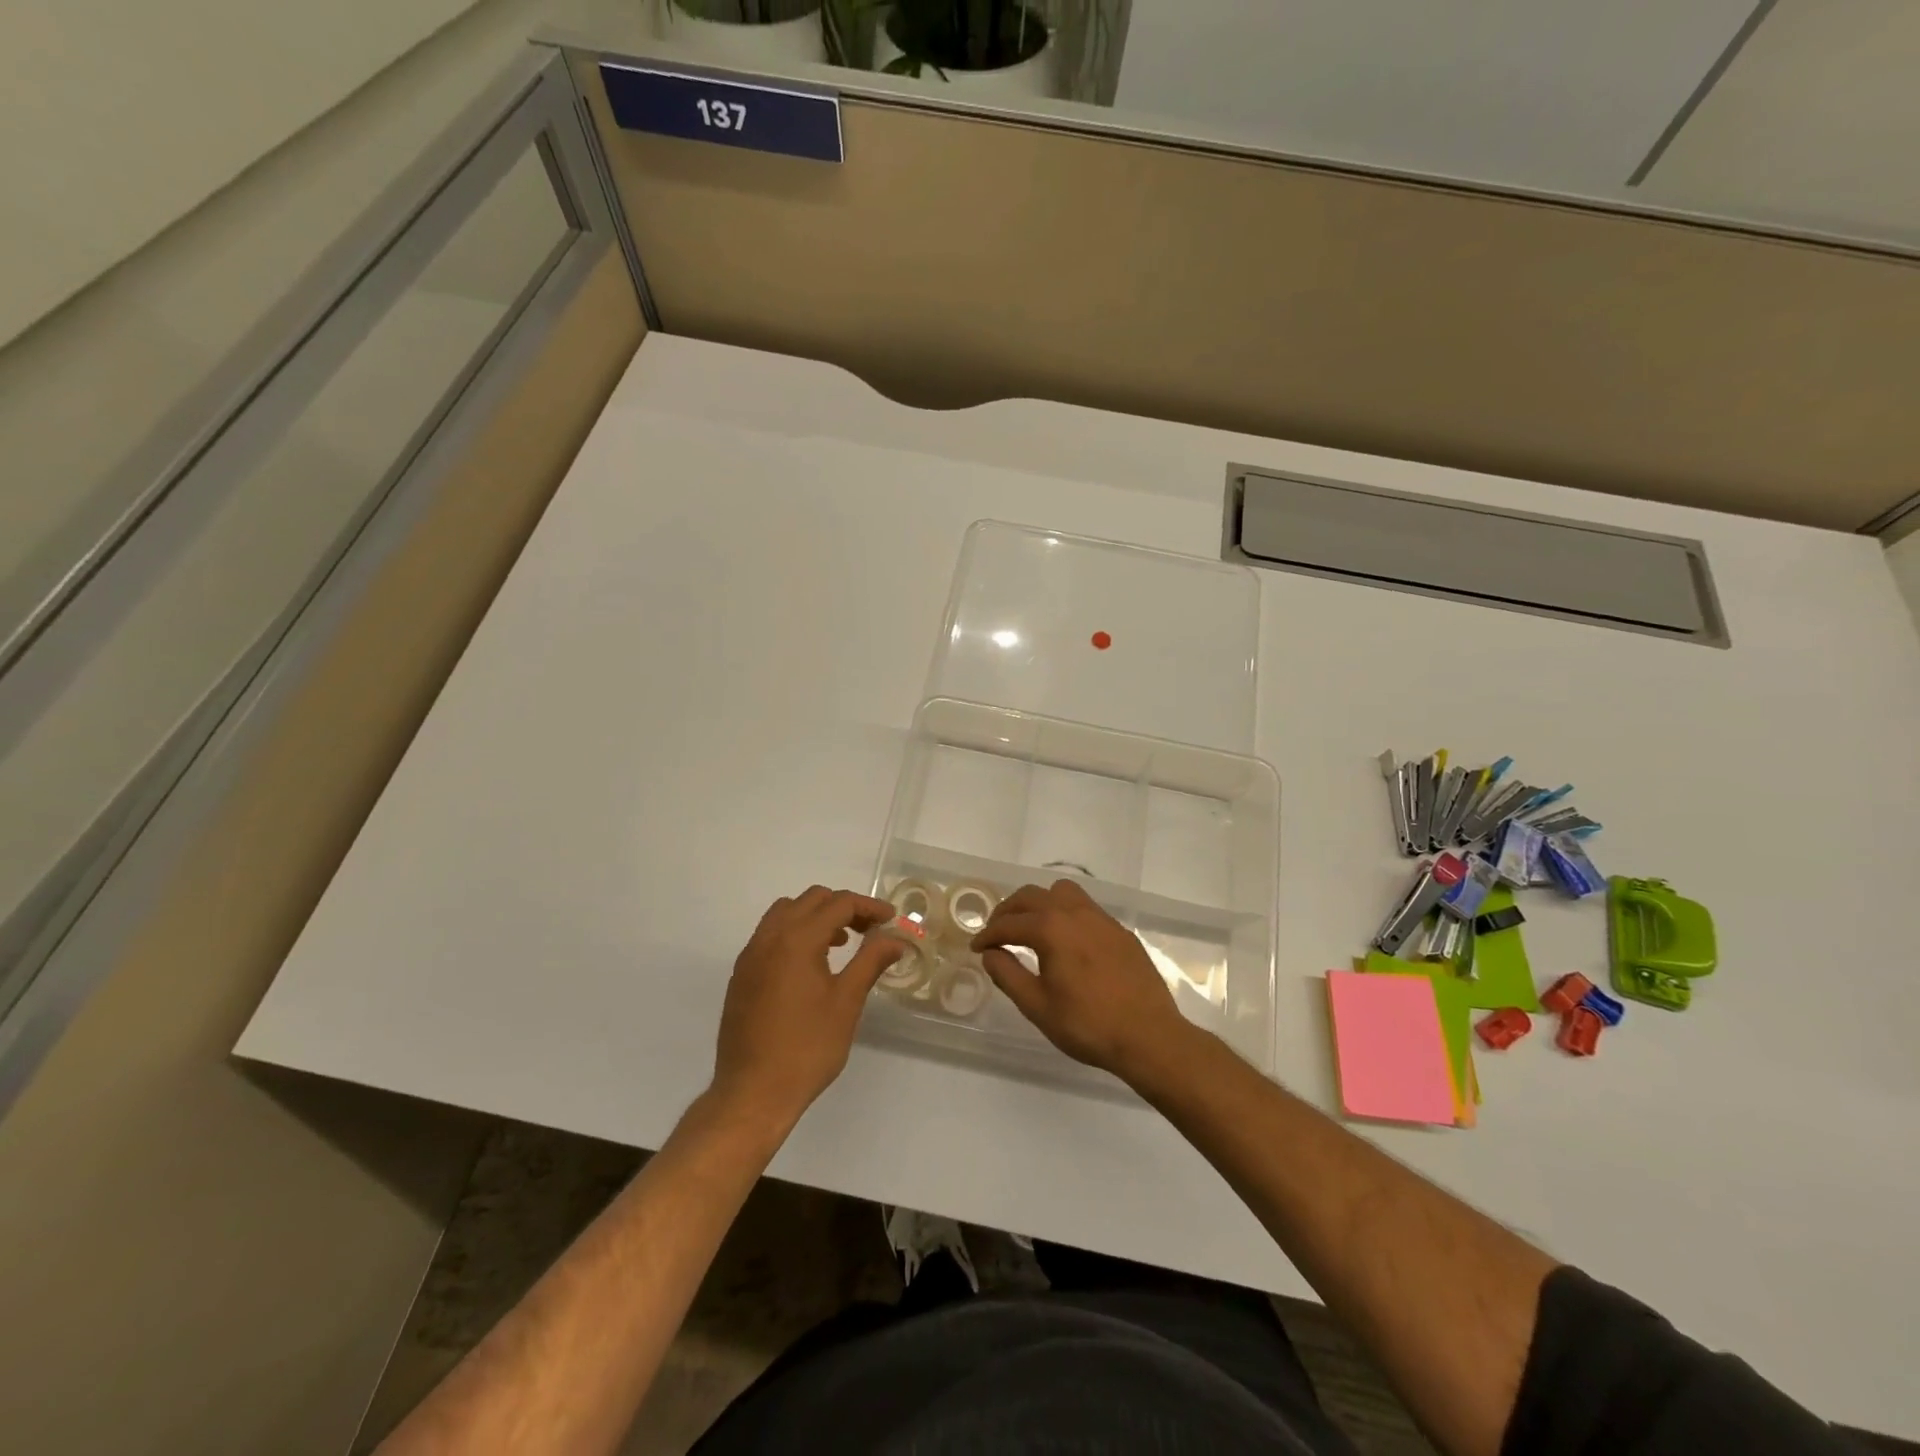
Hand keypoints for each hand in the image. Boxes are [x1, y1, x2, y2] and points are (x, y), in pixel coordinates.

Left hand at [711, 887, 903, 1129]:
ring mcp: (750, 956)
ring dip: (816, 917)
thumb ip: (871, 961)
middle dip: (843, 907)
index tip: (891, 920)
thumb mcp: (846, 1002)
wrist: (753, 1093)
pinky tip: (810, 965)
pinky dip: (794, 933)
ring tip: (841, 943)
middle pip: (811, 900)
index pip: (838, 904)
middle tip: (869, 930)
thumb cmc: (807, 1048)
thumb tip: (895, 939)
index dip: (869, 906)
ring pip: (786, 913)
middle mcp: (769, 938)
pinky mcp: (741, 975)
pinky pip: (770, 935)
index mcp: (797, 939)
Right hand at [970, 879, 1192, 1080]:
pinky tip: (1066, 940)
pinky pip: (1085, 907)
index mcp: (1051, 928)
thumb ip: (1008, 975)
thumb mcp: (1037, 1006)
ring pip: (1061, 892)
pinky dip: (1065, 913)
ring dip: (1039, 903)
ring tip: (1030, 927)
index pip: (1009, 924)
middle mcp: (1075, 912)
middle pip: (1032, 896)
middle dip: (1009, 911)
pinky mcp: (1120, 931)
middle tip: (996, 933)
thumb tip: (990, 954)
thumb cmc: (1088, 1025)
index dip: (988, 935)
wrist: (1149, 1036)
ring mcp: (1101, 918)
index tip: (976, 948)